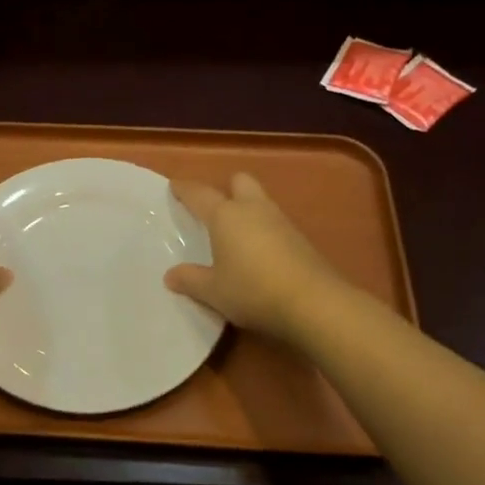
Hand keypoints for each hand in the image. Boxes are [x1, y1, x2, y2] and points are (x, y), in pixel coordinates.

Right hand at [165, 173, 344, 342]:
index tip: (174, 186)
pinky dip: (263, 230)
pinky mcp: (300, 238)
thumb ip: (190, 280)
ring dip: (247, 210)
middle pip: (239, 181)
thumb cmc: (252, 290)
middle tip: (213, 210)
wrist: (313, 302)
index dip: (184, 189)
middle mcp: (253, 209)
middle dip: (226, 189)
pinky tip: (258, 254)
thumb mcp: (213, 291)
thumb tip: (171, 275)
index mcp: (226, 215)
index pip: (200, 194)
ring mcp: (280, 221)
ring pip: (260, 201)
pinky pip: (274, 223)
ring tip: (234, 235)